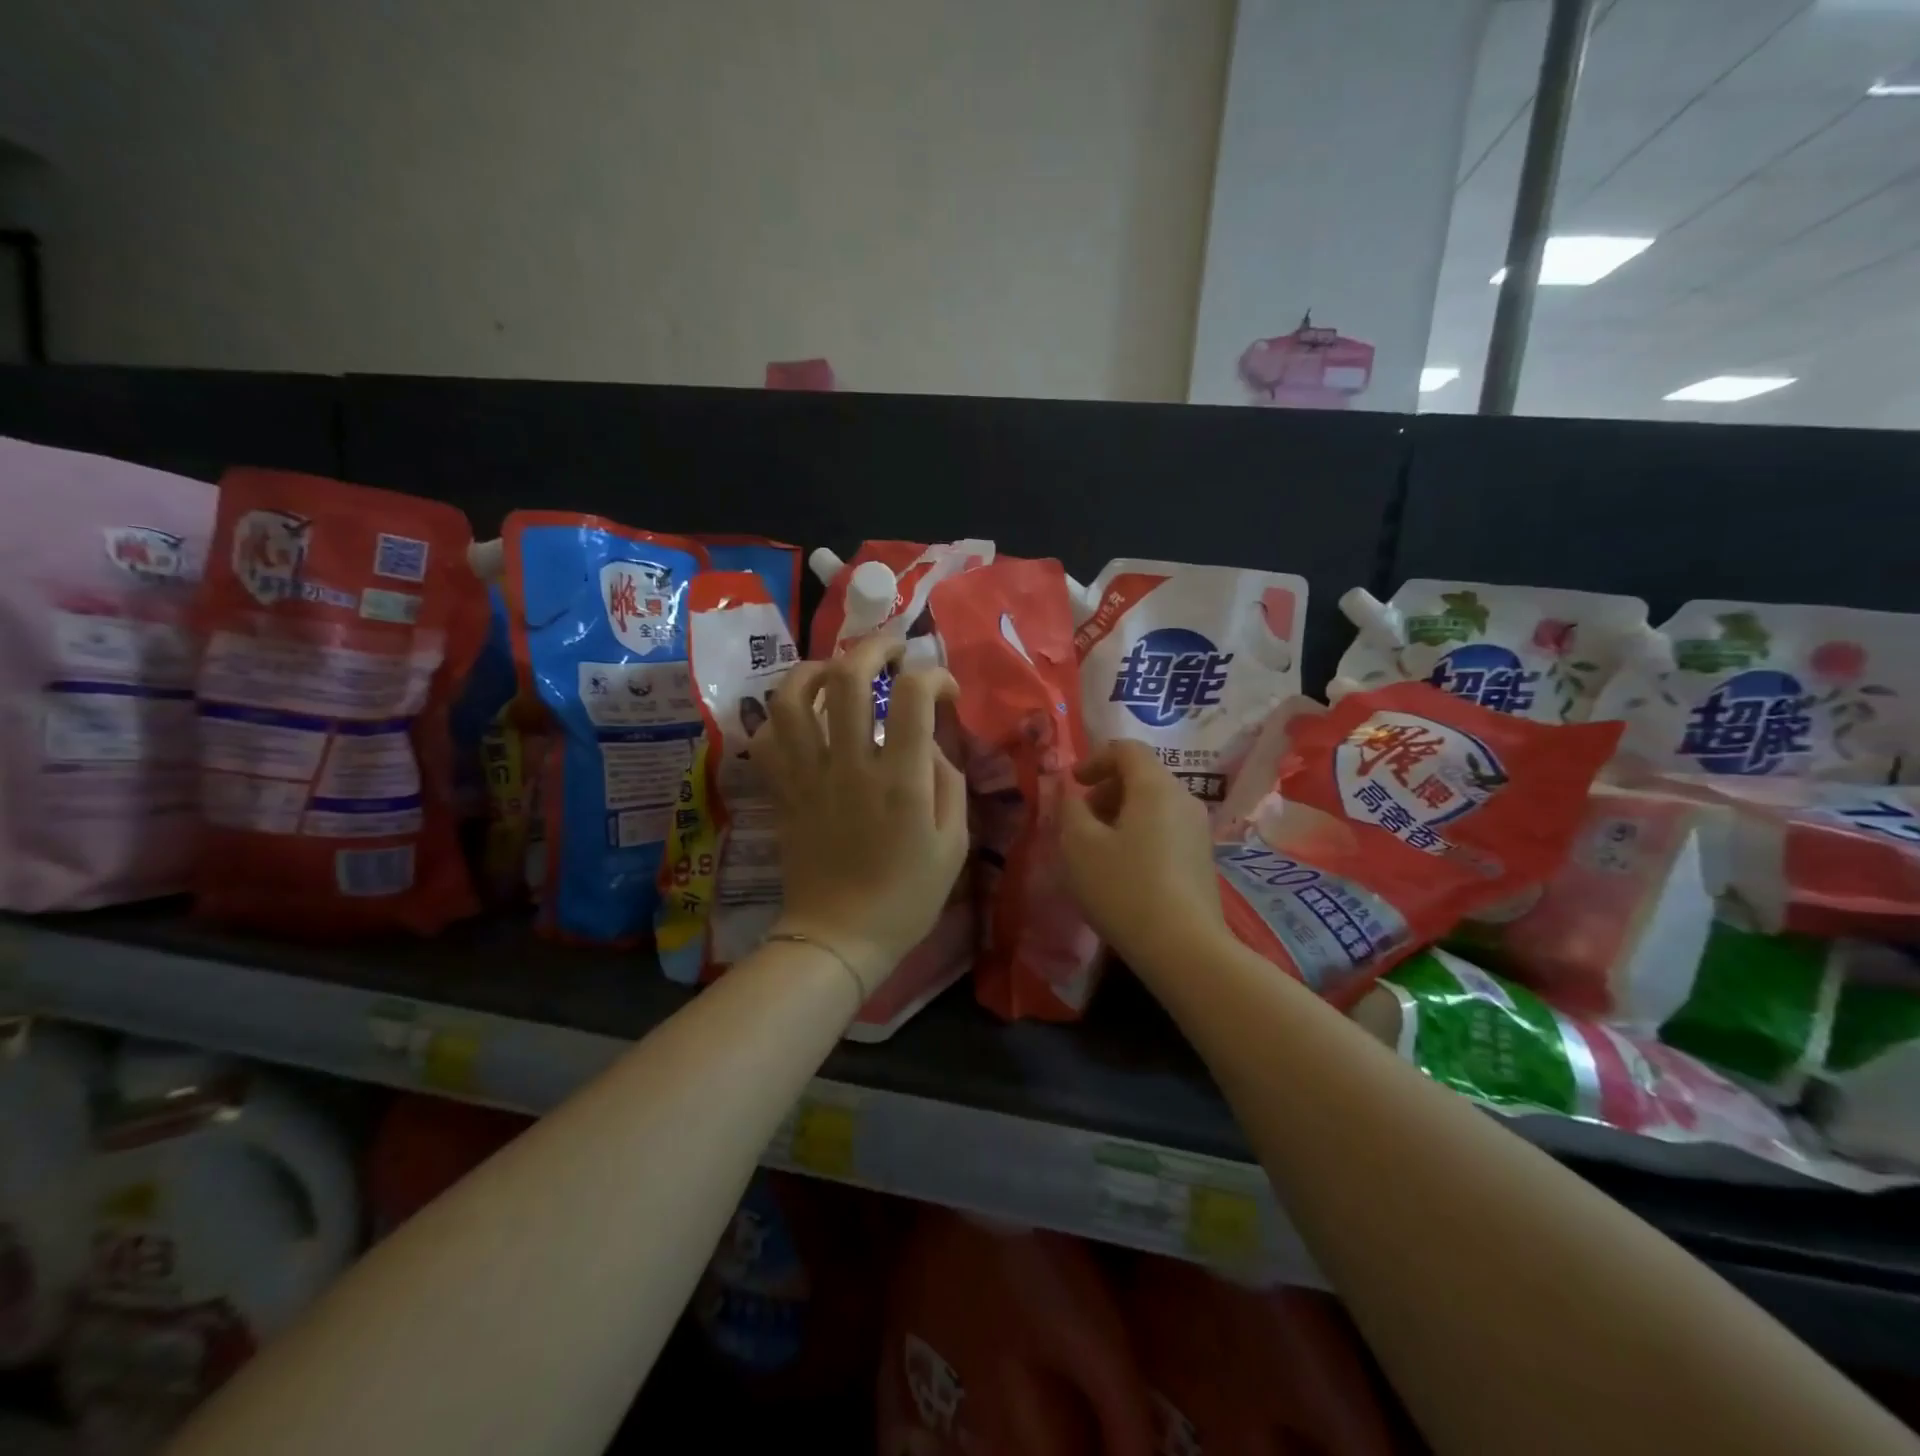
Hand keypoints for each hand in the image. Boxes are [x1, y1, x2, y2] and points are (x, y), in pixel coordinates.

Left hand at [752, 636, 968, 998]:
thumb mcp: (954, 843)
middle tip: (893, 651)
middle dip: (873, 648)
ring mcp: (807, 777)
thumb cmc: (907, 896)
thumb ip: (946, 780)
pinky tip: (803, 717)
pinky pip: (766, 739)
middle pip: (846, 678)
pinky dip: (781, 717)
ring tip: (837, 671)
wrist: (839, 936)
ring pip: (791, 699)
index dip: (933, 675)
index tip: (944, 689)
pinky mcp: (782, 791)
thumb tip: (925, 739)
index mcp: (899, 781)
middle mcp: (848, 766)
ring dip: (815, 670)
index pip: (912, 695)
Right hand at [1060, 739, 1232, 980]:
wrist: (1183, 949)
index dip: (1094, 759)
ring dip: (1120, 813)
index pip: (1126, 750)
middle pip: (1142, 776)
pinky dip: (1138, 833)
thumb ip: (1069, 808)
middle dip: (1105, 789)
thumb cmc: (1123, 888)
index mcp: (1155, 787)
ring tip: (1096, 847)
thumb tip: (1070, 792)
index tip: (1072, 785)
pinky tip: (1122, 869)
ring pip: (1153, 804)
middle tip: (1080, 818)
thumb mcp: (1079, 845)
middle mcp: (1183, 800)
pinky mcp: (1201, 859)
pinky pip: (1165, 829)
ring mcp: (1198, 831)